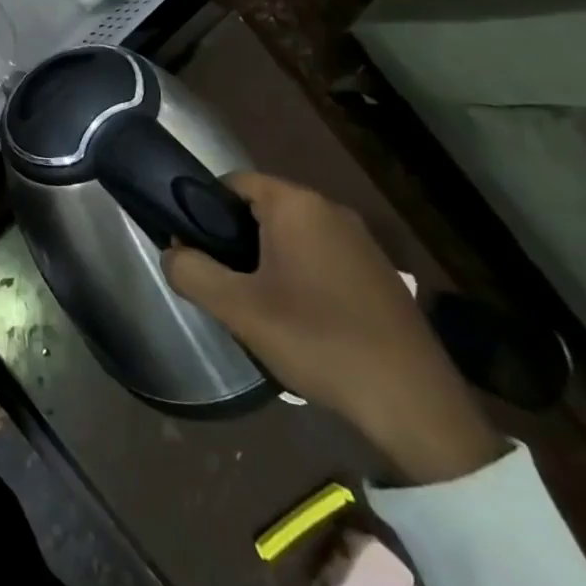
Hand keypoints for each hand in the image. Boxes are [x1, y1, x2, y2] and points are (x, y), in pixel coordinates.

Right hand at [163, 172, 503, 484]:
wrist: (413, 402)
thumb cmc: (318, 340)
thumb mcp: (238, 309)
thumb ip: (191, 271)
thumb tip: (172, 252)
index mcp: (295, 204)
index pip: (232, 183)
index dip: (205, 211)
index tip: (196, 250)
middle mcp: (329, 209)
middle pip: (262, 209)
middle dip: (237, 241)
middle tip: (225, 285)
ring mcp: (360, 240)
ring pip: (292, 235)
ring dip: (268, 261)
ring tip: (260, 308)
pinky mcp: (379, 271)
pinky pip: (322, 256)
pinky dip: (301, 275)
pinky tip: (303, 320)